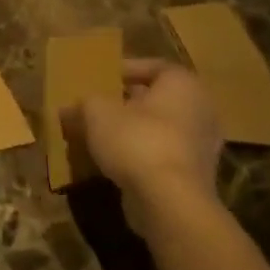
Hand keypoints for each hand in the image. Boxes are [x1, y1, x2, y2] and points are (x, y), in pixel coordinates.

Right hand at [62, 59, 223, 230]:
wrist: (169, 203)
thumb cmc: (137, 140)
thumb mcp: (97, 112)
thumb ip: (84, 104)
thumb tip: (68, 109)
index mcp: (183, 84)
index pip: (153, 66)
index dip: (125, 70)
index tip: (101, 79)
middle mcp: (200, 111)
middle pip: (157, 100)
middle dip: (126, 103)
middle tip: (97, 107)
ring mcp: (202, 147)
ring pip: (159, 129)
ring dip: (132, 131)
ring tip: (100, 136)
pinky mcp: (196, 178)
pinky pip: (163, 156)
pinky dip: (142, 156)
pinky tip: (114, 163)